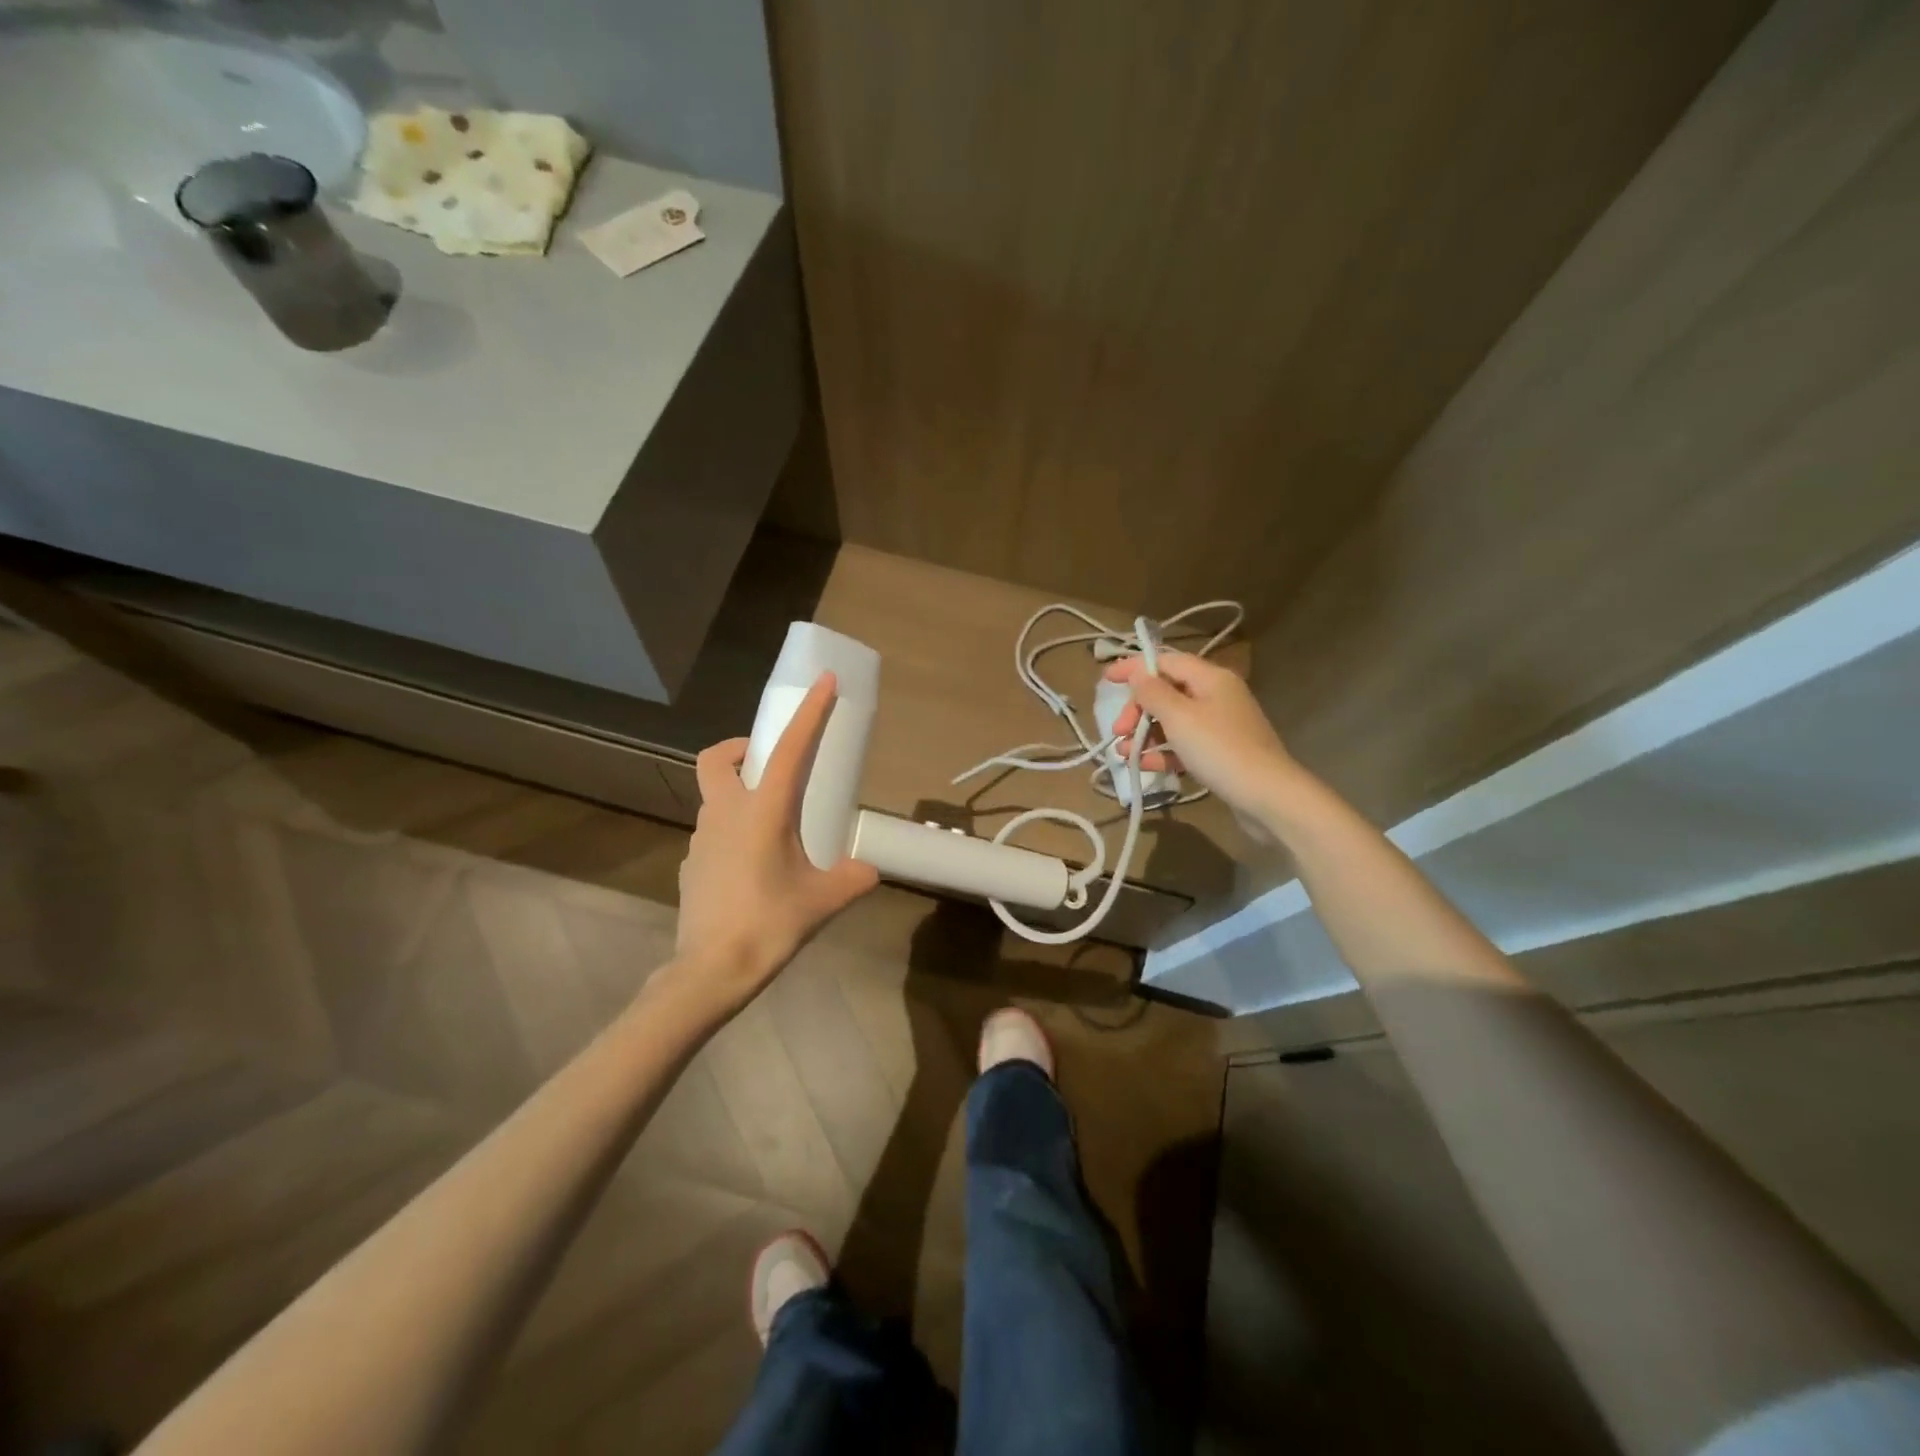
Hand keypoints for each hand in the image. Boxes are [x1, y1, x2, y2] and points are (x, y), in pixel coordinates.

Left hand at [675, 673, 879, 1009]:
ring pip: (714, 796)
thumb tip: (868, 870)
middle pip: (718, 758)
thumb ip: (853, 878)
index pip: (790, 749)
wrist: (709, 972)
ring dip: (739, 793)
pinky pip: (712, 831)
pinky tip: (753, 867)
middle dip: (742, 748)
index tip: (823, 682)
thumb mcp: (823, 900)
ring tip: (773, 827)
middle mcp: (725, 814)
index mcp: (762, 811)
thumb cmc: (769, 925)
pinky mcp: (692, 864)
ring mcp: (701, 839)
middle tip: (772, 765)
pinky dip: (732, 831)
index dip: (809, 712)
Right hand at [1103, 652, 1304, 819]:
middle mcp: (1217, 695)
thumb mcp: (1179, 717)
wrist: (1267, 796)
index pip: (1166, 661)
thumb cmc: (1219, 749)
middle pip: (1168, 692)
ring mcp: (1221, 725)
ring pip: (1174, 721)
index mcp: (1210, 678)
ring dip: (1145, 733)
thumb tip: (1138, 673)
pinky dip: (1164, 752)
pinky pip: (1185, 744)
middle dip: (1138, 709)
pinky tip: (1144, 765)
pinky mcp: (1221, 753)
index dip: (1135, 668)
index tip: (1106, 680)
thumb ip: (1153, 692)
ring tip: (1124, 753)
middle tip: (1118, 730)